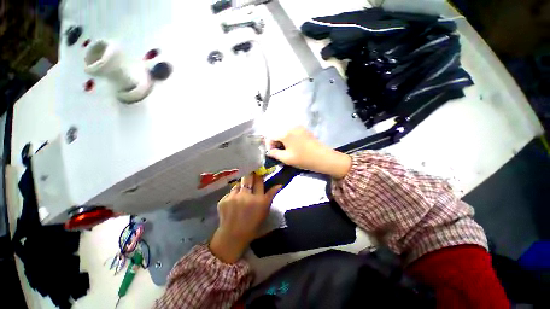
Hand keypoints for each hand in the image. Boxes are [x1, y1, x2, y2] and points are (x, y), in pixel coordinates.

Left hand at [209, 173, 281, 262]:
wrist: (232, 236)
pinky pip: (230, 192)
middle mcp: (246, 196)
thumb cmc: (253, 225)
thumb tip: (279, 185)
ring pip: (238, 184)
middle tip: (250, 176)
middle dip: (250, 175)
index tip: (259, 174)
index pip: (259, 181)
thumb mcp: (265, 211)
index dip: (259, 176)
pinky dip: (233, 195)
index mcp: (259, 200)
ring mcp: (233, 197)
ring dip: (241, 187)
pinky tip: (233, 203)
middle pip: (248, 177)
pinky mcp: (223, 200)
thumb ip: (271, 196)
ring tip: (241, 195)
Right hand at [266, 127, 351, 178]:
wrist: (323, 158)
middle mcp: (291, 127)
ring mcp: (299, 127)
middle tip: (279, 153)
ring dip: (283, 141)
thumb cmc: (303, 159)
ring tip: (286, 151)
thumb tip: (269, 151)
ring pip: (285, 133)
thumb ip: (274, 154)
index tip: (272, 154)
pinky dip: (290, 139)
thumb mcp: (286, 158)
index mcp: (285, 133)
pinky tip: (294, 147)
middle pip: (278, 133)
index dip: (269, 145)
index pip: (271, 137)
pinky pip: (292, 133)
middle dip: (276, 143)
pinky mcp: (305, 130)